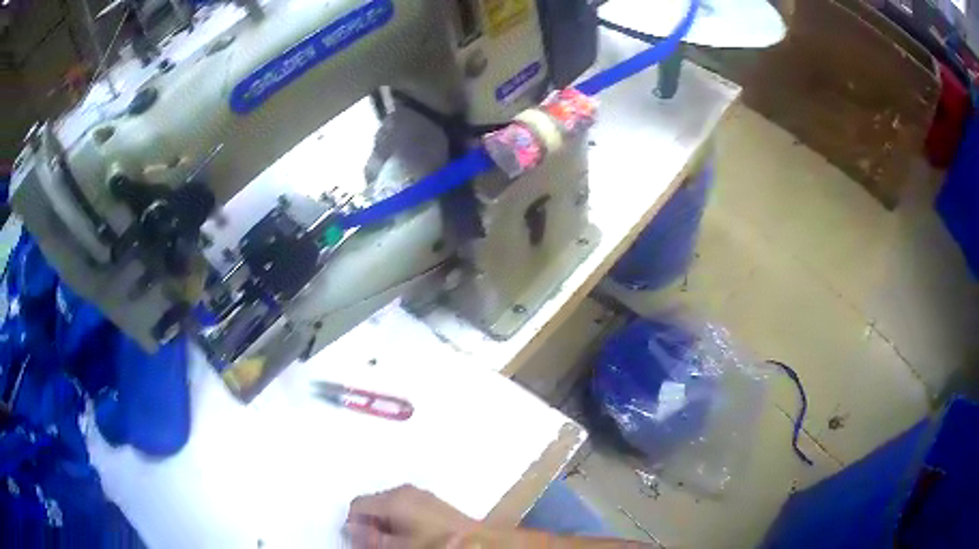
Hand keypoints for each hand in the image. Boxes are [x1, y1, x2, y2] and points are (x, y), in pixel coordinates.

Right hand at [346, 485, 478, 548]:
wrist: (477, 540)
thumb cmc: (435, 542)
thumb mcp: (396, 545)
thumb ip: (370, 537)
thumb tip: (352, 529)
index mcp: (393, 499)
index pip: (357, 504)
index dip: (355, 523)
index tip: (364, 539)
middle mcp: (404, 490)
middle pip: (373, 502)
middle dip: (371, 522)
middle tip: (380, 541)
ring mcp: (420, 493)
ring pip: (388, 504)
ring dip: (386, 521)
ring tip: (397, 539)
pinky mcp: (431, 499)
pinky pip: (404, 505)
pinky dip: (400, 518)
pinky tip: (412, 533)